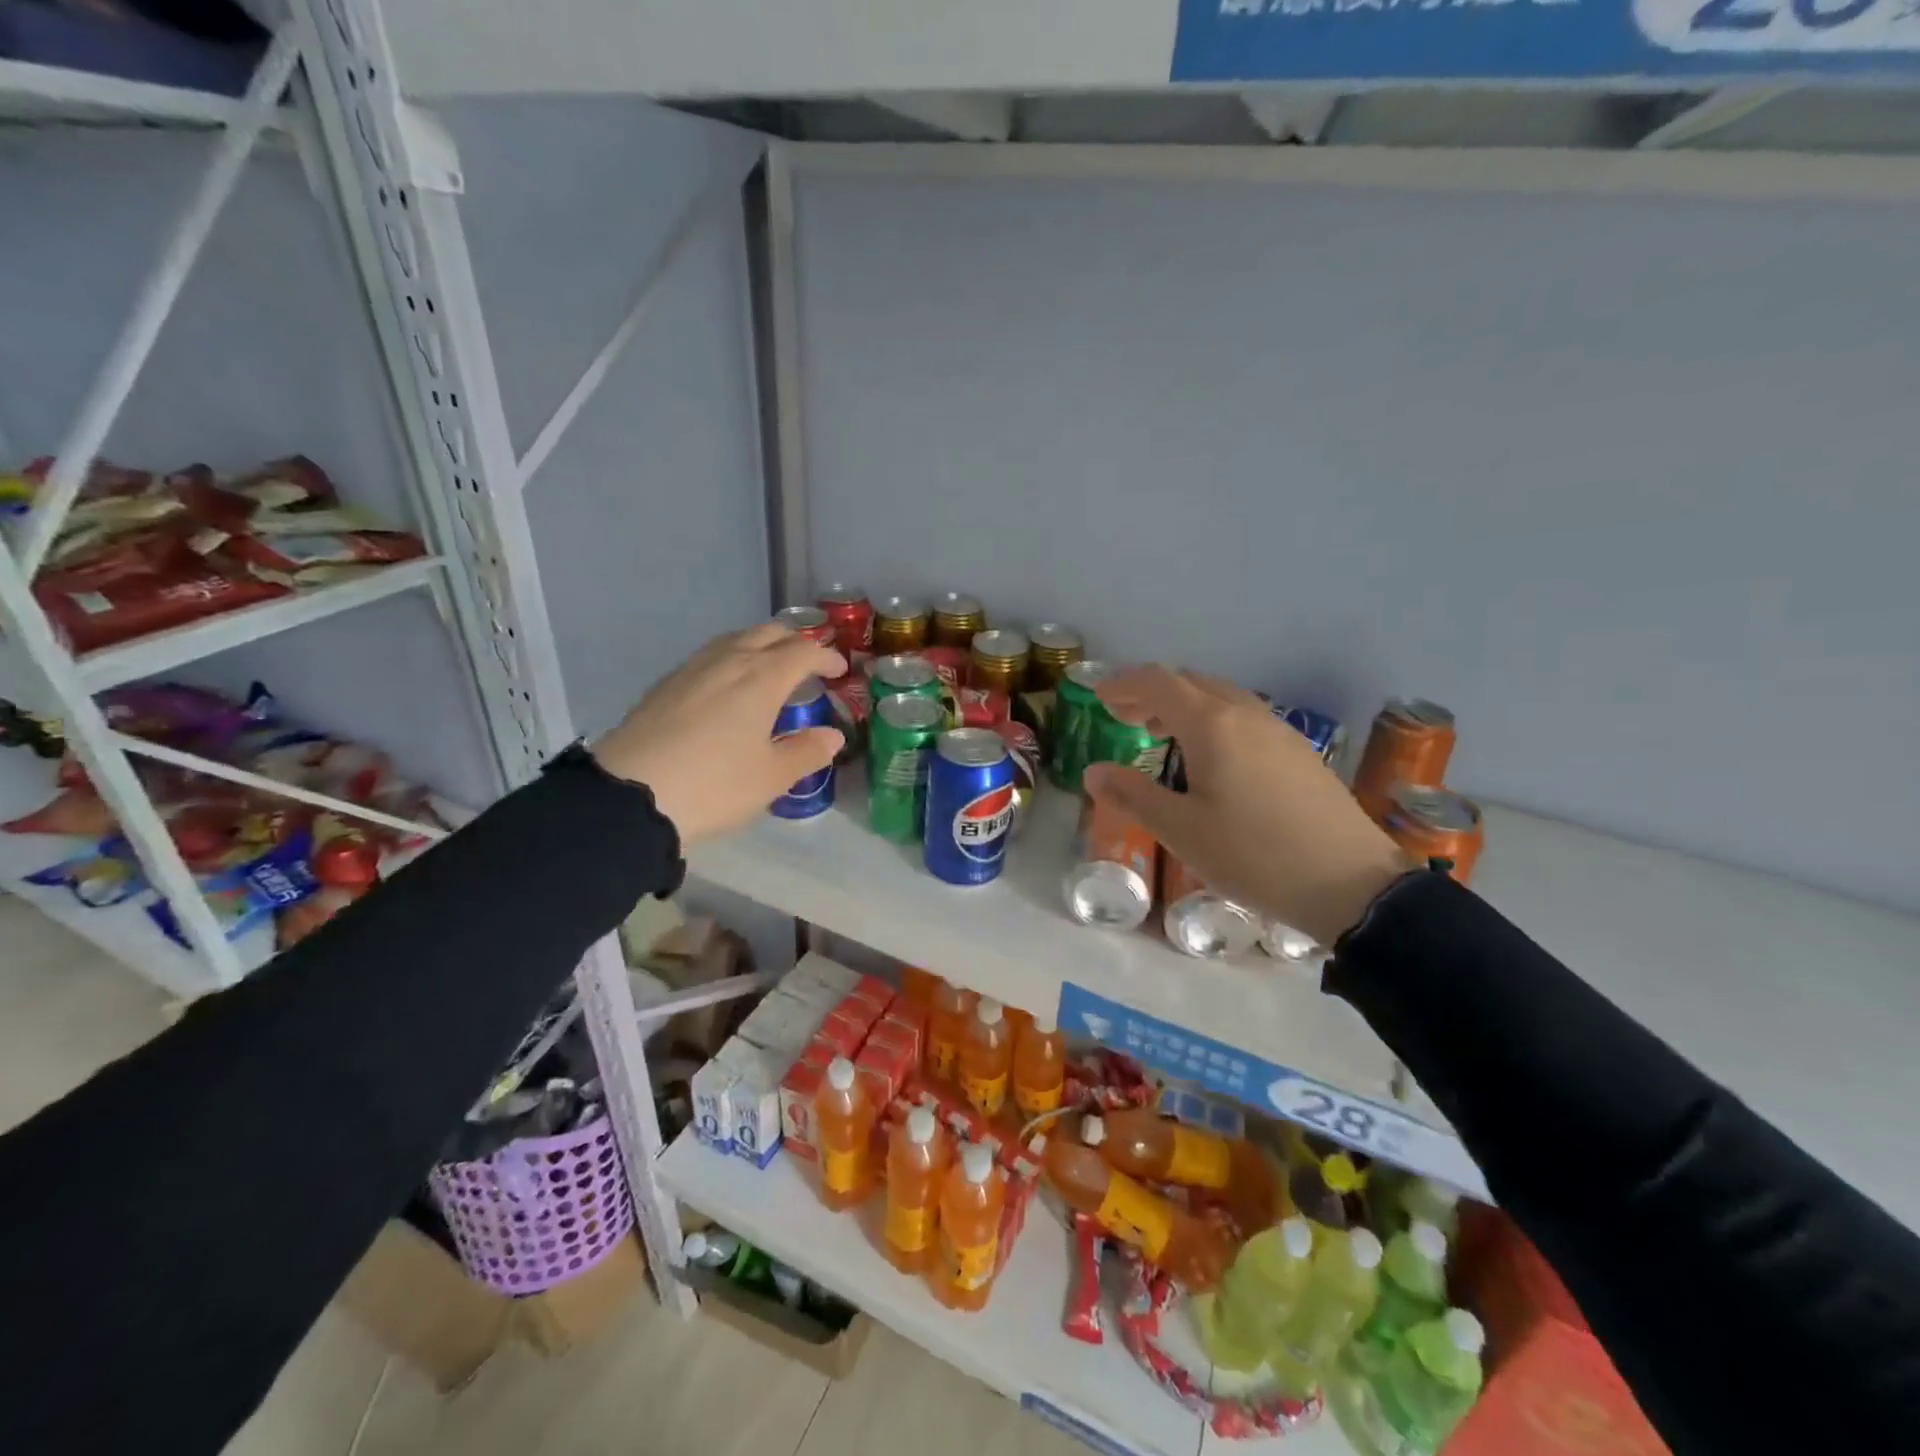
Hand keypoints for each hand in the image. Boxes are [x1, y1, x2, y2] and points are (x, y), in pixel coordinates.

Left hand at [593, 625, 845, 844]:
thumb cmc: (714, 785)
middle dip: (795, 642)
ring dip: (761, 646)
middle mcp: (728, 661)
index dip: (826, 658)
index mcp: (762, 678)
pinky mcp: (665, 684)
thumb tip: (832, 736)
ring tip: (770, 671)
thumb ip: (807, 752)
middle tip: (809, 665)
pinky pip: (710, 656)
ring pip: (735, 639)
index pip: (803, 651)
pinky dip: (732, 659)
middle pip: (769, 633)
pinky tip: (728, 688)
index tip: (839, 673)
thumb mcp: (770, 778)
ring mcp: (692, 668)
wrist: (629, 796)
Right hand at [1082, 667, 1411, 946]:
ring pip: (1220, 697)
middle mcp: (1246, 714)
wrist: (1352, 883)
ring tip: (1161, 736)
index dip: (1123, 684)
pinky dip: (1212, 720)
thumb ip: (1132, 795)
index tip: (1098, 698)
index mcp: (1212, 725)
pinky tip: (1210, 759)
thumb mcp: (1181, 831)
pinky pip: (1243, 717)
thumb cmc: (1254, 855)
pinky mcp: (1298, 751)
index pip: (1158, 682)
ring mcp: (1278, 729)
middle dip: (1151, 693)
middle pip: (1190, 682)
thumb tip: (1093, 771)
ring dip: (1183, 706)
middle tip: (1124, 718)